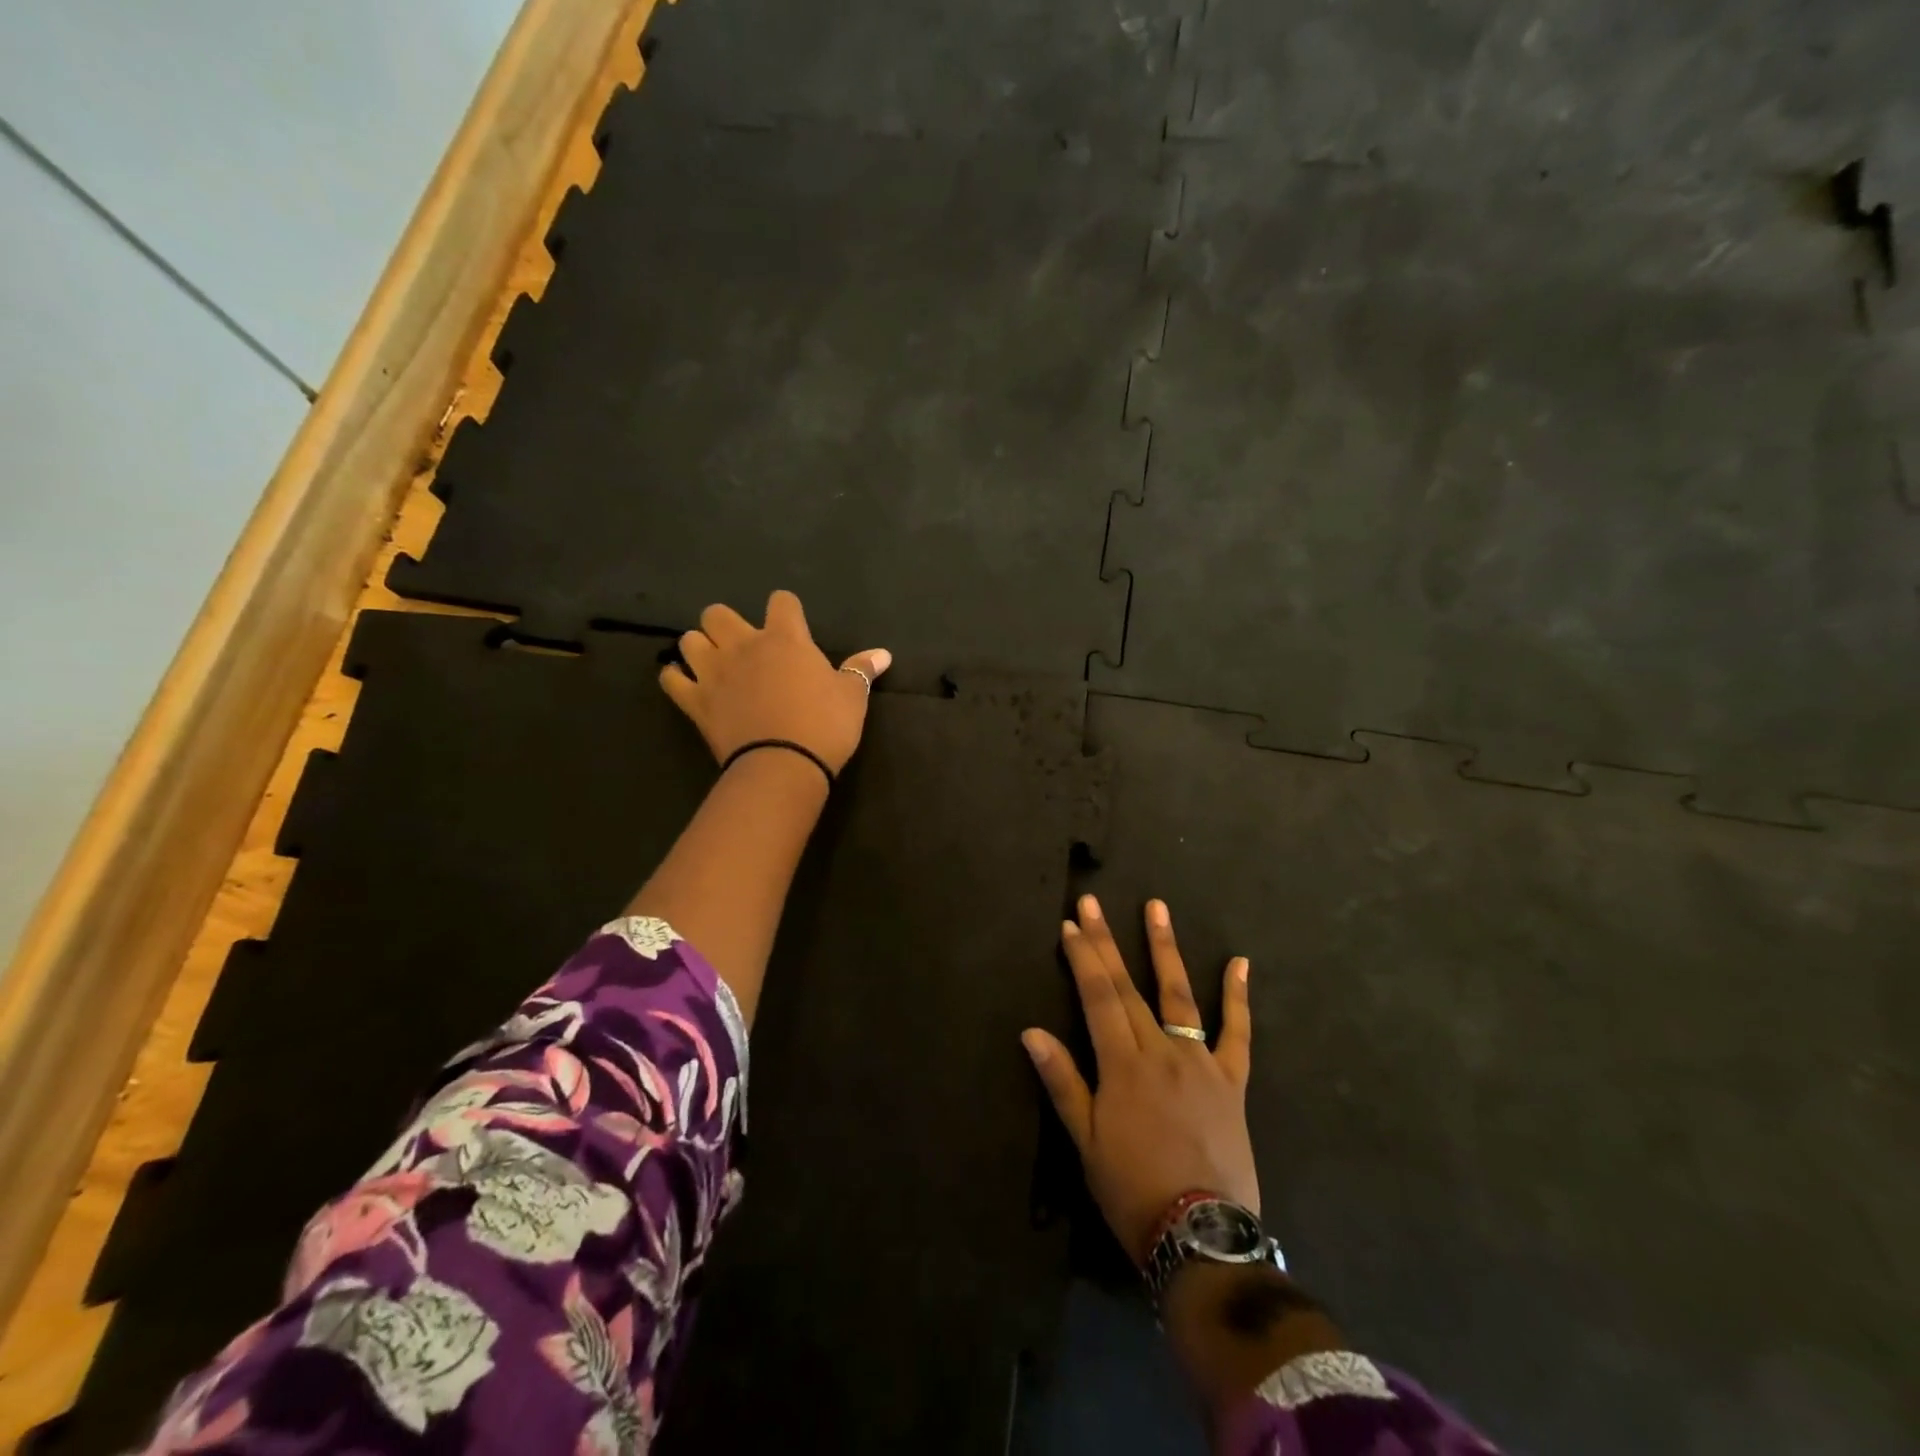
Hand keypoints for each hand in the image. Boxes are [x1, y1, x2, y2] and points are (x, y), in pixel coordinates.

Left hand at [661, 591, 890, 772]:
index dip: (786, 610)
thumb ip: (862, 670)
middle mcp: (743, 645)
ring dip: (699, 648)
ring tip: (713, 664)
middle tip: (742, 646)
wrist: (783, 765)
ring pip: (689, 641)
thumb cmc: (824, 725)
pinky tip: (686, 685)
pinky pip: (670, 679)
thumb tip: (884, 653)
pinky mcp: (695, 701)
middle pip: (718, 613)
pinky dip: (676, 678)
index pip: (781, 601)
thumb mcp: (852, 697)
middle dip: (726, 624)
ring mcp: (714, 672)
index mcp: (785, 638)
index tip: (791, 625)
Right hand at [1023, 895, 1256, 1265]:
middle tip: (1093, 902)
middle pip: (1128, 986)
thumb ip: (1062, 1080)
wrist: (1201, 1237)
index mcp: (1122, 1064)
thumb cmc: (1132, 1190)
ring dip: (1164, 948)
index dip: (1082, 958)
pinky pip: (1238, 1033)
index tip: (1070, 925)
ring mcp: (1200, 1061)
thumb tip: (1031, 1031)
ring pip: (1178, 995)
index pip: (1097, 997)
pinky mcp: (1231, 1080)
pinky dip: (1238, 997)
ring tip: (1156, 907)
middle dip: (1106, 941)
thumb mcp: (1086, 1141)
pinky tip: (1240, 962)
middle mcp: (1160, 1050)